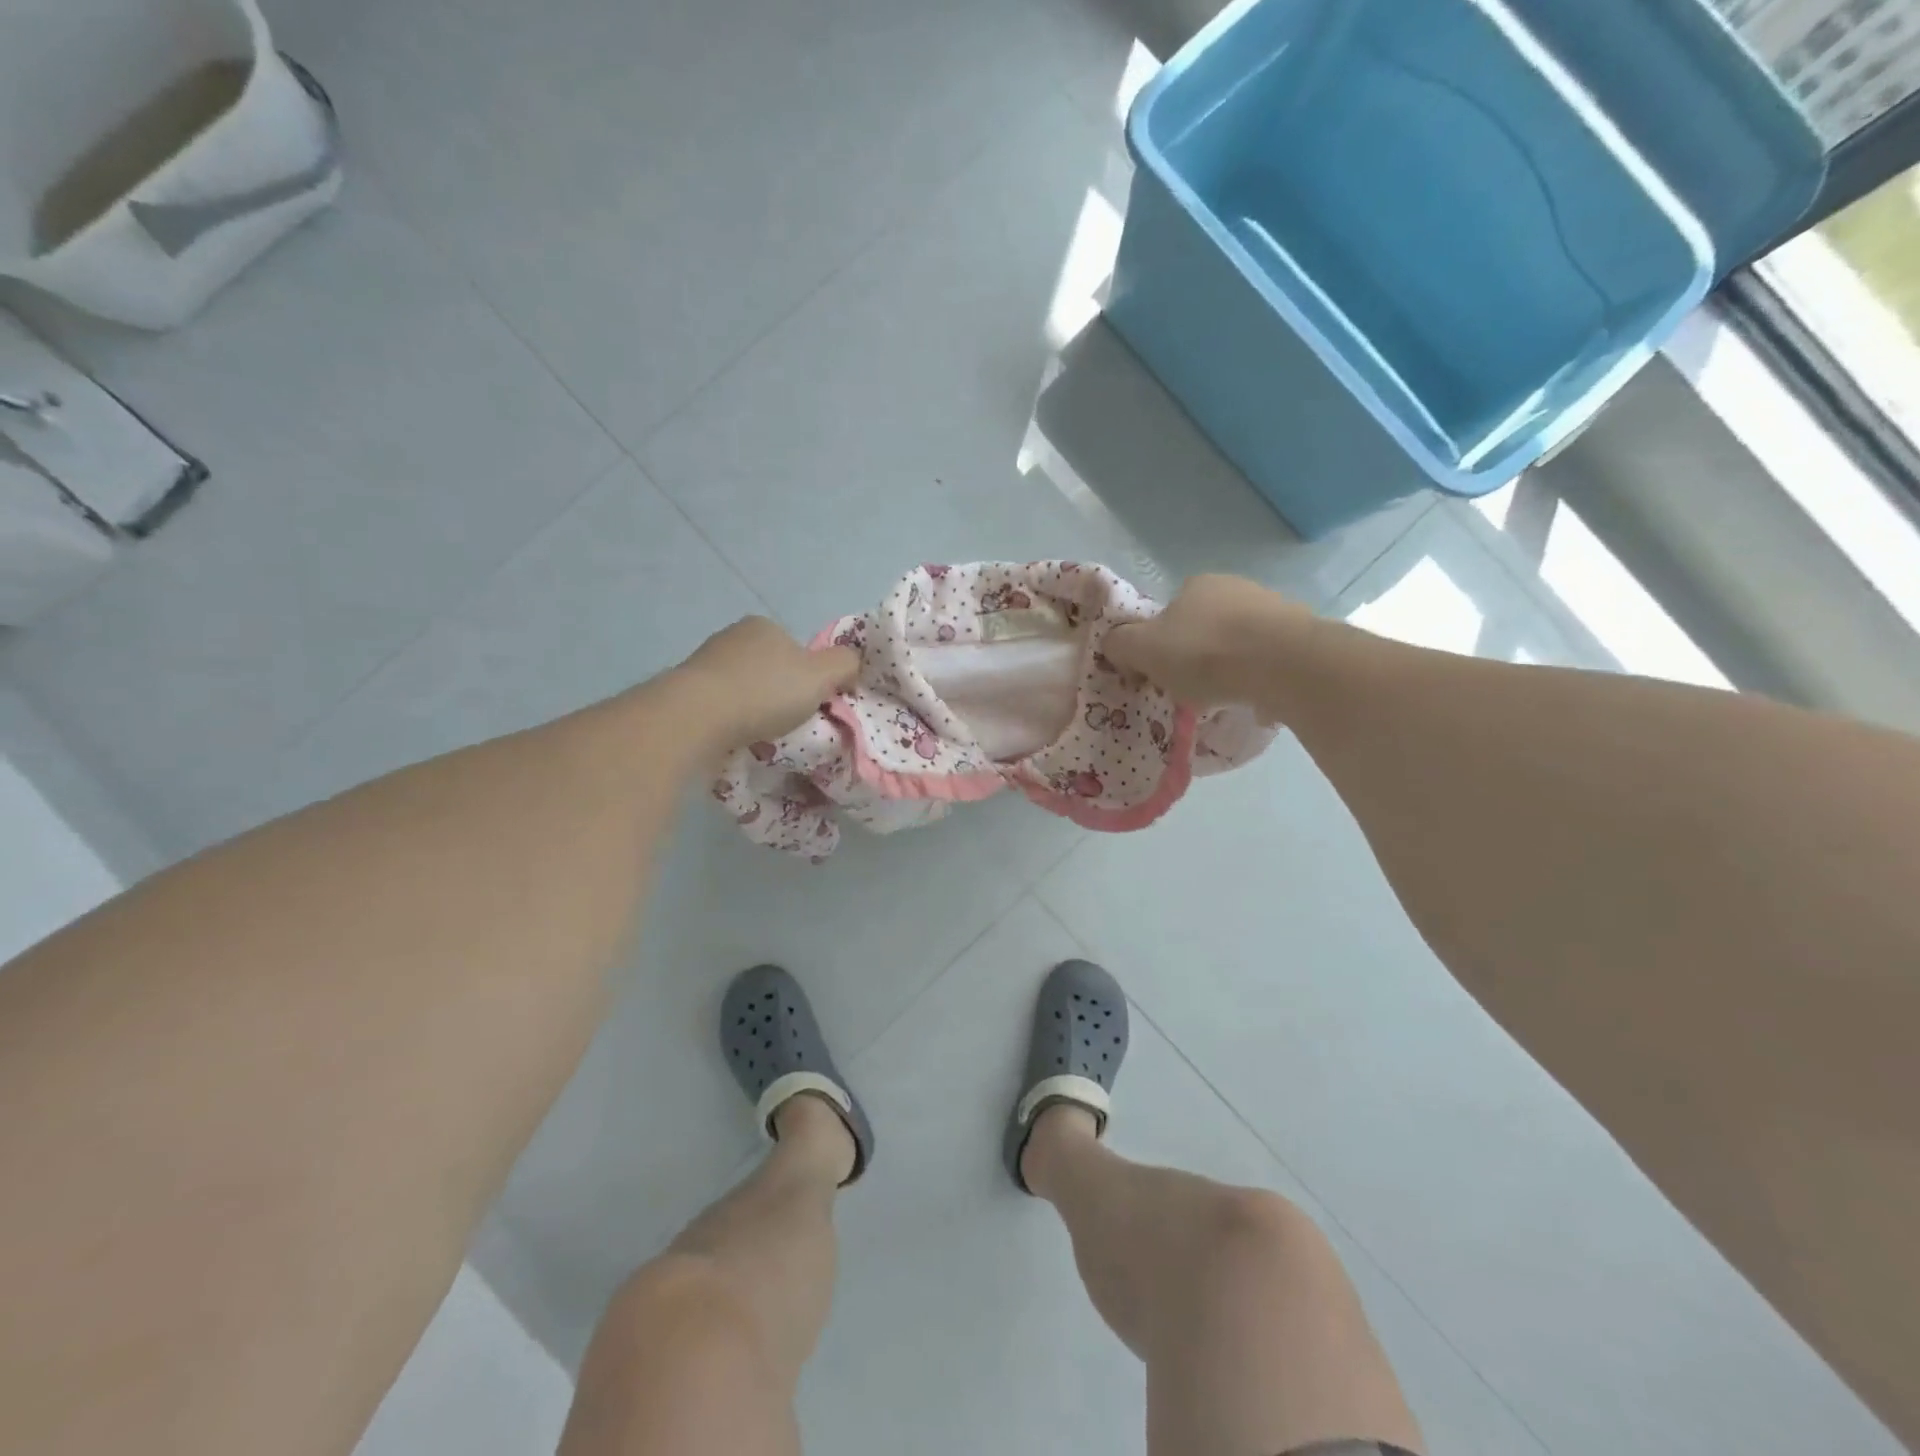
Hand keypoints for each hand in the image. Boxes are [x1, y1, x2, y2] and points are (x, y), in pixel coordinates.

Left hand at [674, 617, 859, 749]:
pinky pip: (720, 706)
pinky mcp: (684, 690)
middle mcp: (731, 637)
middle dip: (780, 692)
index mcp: (764, 626)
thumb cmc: (764, 692)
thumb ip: (845, 664)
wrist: (696, 717)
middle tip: (790, 723)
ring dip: (754, 708)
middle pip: (769, 668)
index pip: (797, 648)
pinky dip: (731, 720)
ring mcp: (704, 663)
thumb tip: (852, 664)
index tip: (812, 703)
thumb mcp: (821, 676)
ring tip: (762, 735)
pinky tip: (736, 737)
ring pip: (743, 688)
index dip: (810, 676)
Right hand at [1104, 575, 1311, 709]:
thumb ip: (1119, 644)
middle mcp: (1235, 587)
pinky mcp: (1302, 635)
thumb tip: (1114, 645)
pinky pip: (1269, 660)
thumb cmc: (1204, 653)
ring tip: (1225, 698)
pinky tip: (1257, 699)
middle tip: (1190, 689)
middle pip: (1204, 627)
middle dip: (1195, 656)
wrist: (1282, 664)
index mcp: (1196, 585)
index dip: (1158, 644)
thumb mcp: (1142, 649)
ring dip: (1229, 666)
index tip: (1158, 674)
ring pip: (1238, 642)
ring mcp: (1273, 609)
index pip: (1168, 613)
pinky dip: (1259, 677)